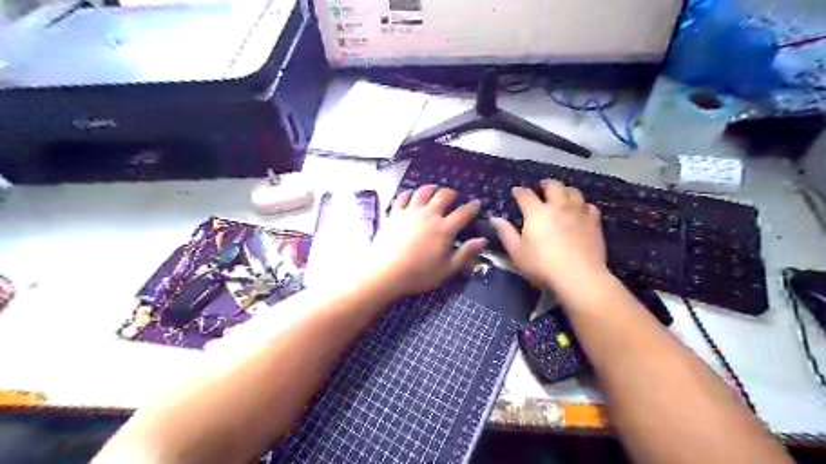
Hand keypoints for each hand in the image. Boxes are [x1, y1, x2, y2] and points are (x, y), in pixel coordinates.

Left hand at [361, 186, 488, 300]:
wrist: (385, 272)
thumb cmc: (419, 274)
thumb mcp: (447, 269)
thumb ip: (466, 254)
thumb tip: (482, 240)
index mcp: (444, 229)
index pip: (463, 213)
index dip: (472, 207)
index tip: (477, 203)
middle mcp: (429, 215)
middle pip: (443, 196)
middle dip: (451, 193)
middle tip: (454, 196)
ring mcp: (410, 212)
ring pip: (423, 192)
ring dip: (431, 188)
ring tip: (435, 189)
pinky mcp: (394, 214)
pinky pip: (403, 197)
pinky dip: (409, 193)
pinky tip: (411, 194)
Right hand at [489, 179, 603, 289]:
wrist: (578, 275)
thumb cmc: (542, 265)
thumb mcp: (517, 253)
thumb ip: (506, 234)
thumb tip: (495, 219)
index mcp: (536, 212)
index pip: (525, 195)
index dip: (519, 192)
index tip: (516, 191)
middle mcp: (558, 205)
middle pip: (553, 186)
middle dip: (546, 184)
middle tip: (542, 186)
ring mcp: (578, 211)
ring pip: (573, 192)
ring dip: (565, 190)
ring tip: (562, 195)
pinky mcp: (594, 221)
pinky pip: (589, 206)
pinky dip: (582, 205)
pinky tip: (580, 211)